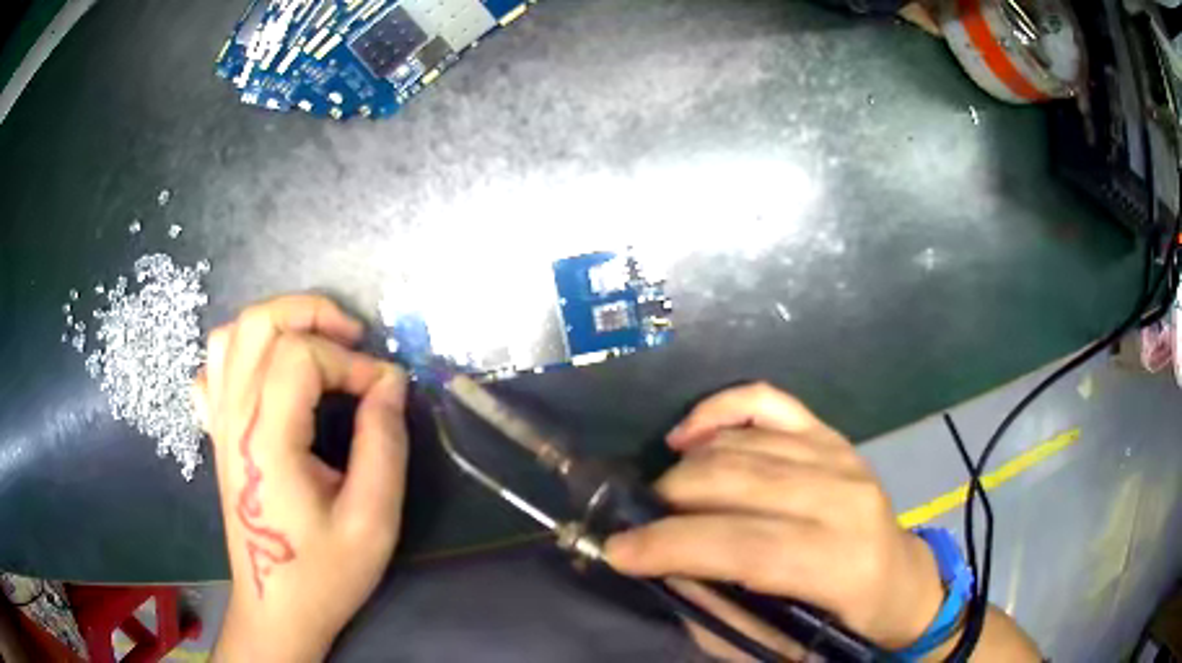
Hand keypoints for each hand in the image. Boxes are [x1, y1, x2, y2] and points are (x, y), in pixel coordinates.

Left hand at [195, 295, 408, 661]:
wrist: (277, 608)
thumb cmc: (324, 573)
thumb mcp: (373, 520)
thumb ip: (384, 444)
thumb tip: (390, 383)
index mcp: (267, 439)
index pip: (302, 356)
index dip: (350, 361)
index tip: (384, 391)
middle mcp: (234, 418)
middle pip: (258, 322)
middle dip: (312, 313)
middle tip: (353, 340)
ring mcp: (219, 423)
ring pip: (231, 334)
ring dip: (278, 324)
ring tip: (315, 347)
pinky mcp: (217, 434)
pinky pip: (213, 369)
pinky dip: (241, 353)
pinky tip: (268, 376)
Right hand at [604, 383, 943, 655]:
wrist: (900, 580)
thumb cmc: (843, 622)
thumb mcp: (779, 644)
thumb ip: (720, 612)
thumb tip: (665, 569)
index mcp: (840, 563)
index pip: (744, 544)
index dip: (672, 545)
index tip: (618, 551)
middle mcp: (844, 498)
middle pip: (736, 482)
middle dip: (670, 501)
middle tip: (642, 524)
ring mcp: (839, 455)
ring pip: (741, 444)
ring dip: (685, 468)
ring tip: (664, 498)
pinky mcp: (831, 435)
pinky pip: (767, 401)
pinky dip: (718, 409)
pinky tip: (688, 434)